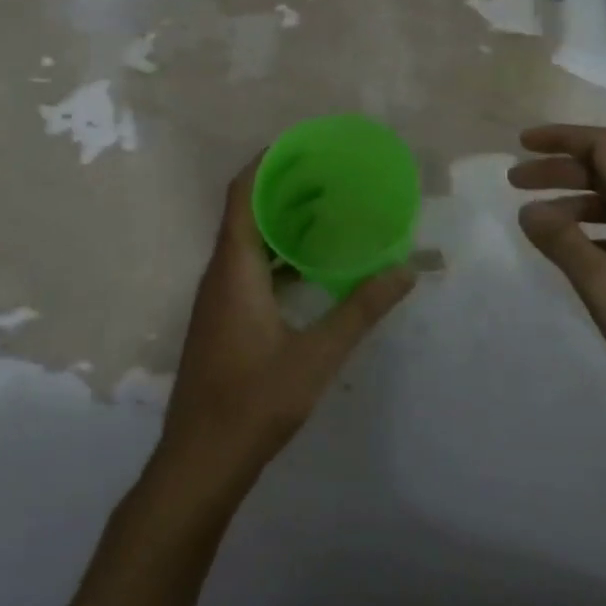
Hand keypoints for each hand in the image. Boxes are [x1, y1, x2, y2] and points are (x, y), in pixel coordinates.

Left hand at [158, 160, 416, 493]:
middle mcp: (220, 275)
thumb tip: (405, 270)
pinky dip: (278, 255)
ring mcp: (218, 300)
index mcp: (234, 270)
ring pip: (247, 243)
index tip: (300, 144)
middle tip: (327, 173)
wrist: (201, 461)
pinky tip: (309, 267)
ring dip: (280, 222)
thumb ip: (361, 309)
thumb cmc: (254, 402)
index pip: (241, 195)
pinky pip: (249, 269)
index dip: (265, 163)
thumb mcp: (317, 355)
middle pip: (245, 213)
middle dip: (282, 187)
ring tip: (325, 209)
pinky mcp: (223, 321)